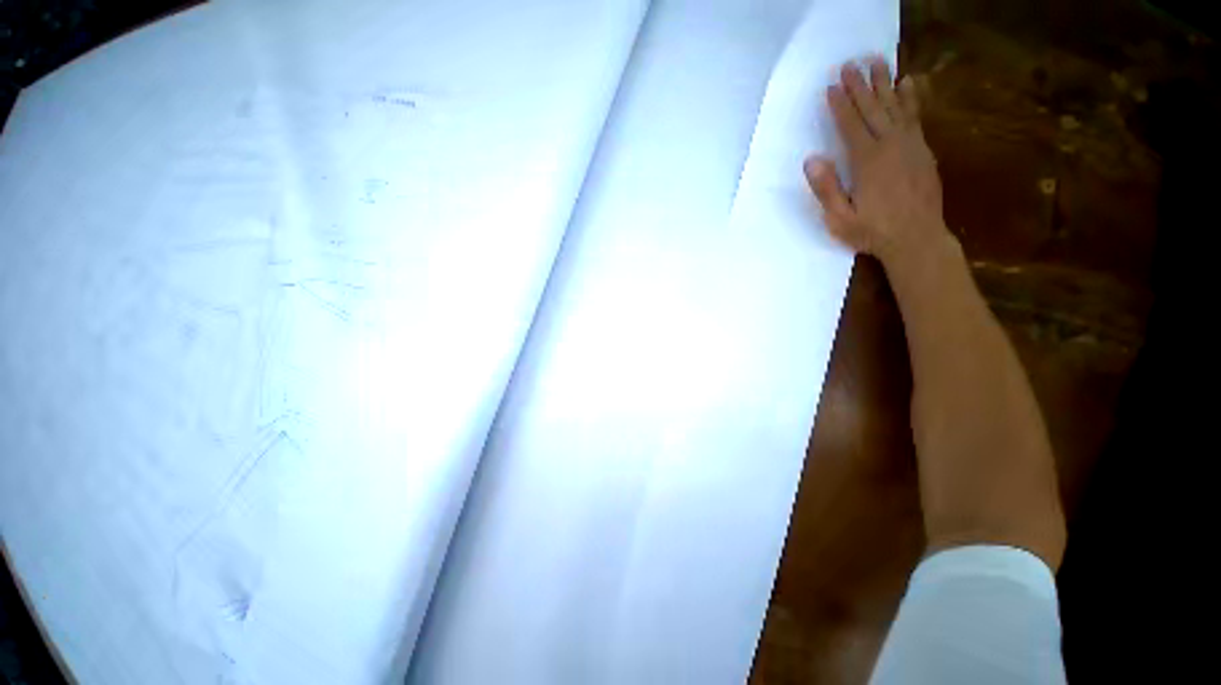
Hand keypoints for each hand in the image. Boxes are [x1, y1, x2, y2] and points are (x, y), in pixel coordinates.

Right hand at [804, 59, 946, 269]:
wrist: (917, 239)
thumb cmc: (873, 232)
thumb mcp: (840, 219)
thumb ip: (827, 189)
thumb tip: (812, 159)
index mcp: (867, 162)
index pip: (851, 126)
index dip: (841, 106)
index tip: (832, 86)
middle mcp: (891, 146)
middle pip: (873, 109)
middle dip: (860, 86)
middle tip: (851, 64)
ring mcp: (910, 146)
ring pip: (896, 107)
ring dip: (885, 84)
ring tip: (878, 62)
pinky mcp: (923, 151)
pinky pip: (915, 117)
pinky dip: (911, 98)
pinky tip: (908, 83)